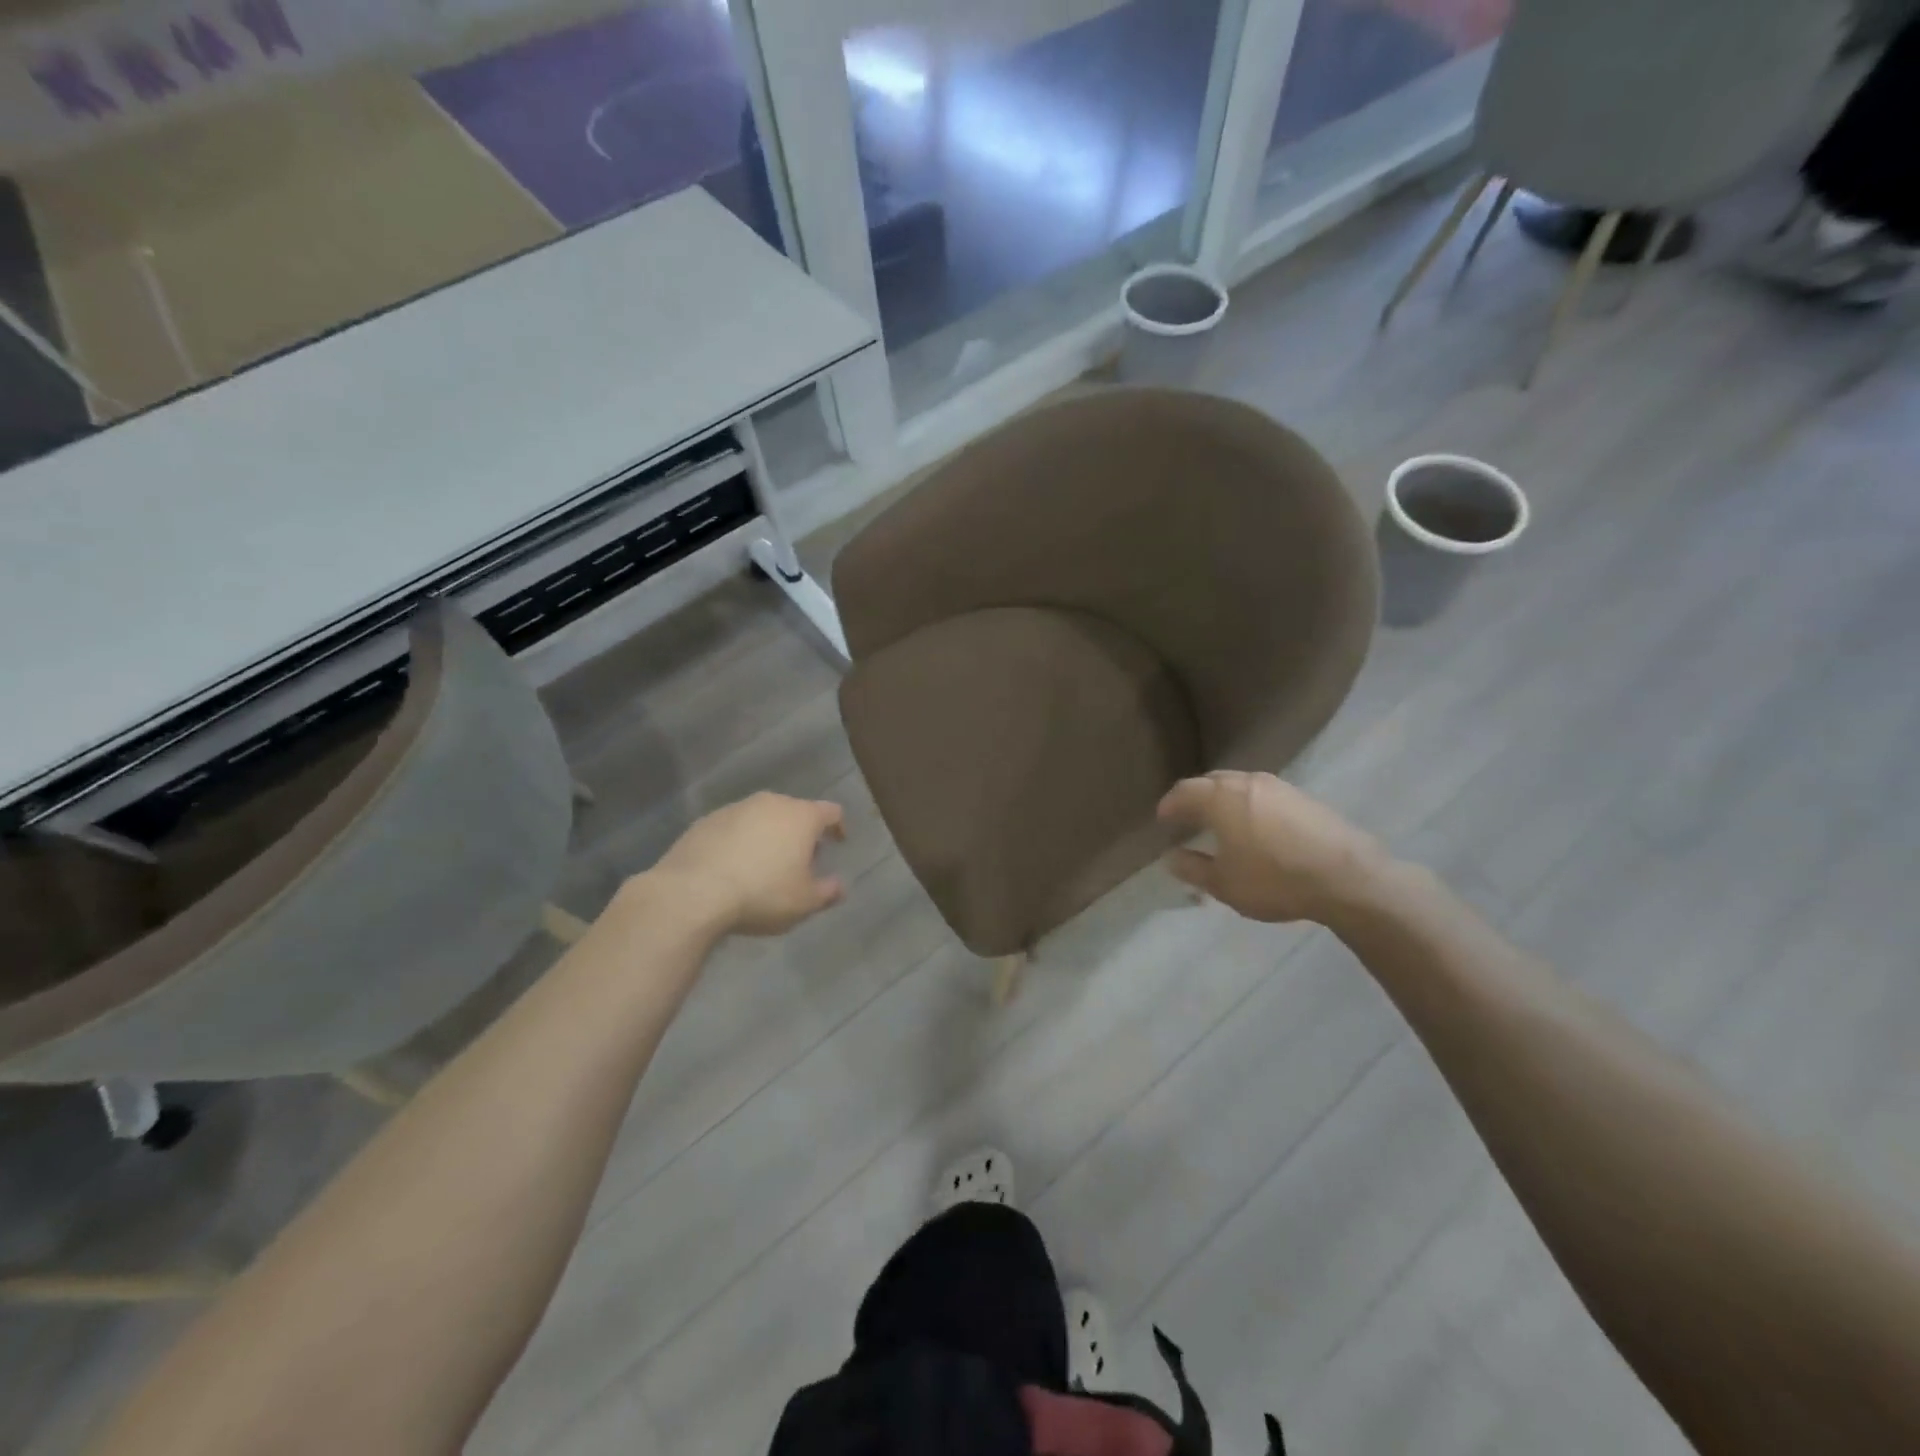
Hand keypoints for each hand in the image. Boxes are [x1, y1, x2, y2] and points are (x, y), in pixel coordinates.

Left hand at [648, 793, 846, 935]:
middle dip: (801, 833)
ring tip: (764, 865)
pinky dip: (740, 842)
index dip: (838, 827)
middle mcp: (770, 803)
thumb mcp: (804, 902)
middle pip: (795, 812)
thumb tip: (839, 886)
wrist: (692, 893)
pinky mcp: (705, 821)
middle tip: (800, 860)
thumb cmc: (761, 894)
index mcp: (801, 817)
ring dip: (768, 835)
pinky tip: (732, 867)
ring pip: (762, 818)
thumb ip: (828, 891)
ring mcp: (735, 809)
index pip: (831, 812)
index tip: (838, 843)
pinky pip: (733, 828)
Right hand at [1157, 771, 1392, 925]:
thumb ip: (1192, 868)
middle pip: (1211, 782)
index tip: (1162, 820)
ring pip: (1240, 785)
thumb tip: (1171, 857)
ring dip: (1224, 800)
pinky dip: (1249, 805)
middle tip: (1187, 818)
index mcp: (1221, 798)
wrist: (1348, 878)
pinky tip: (1255, 828)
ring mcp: (1279, 786)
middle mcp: (1247, 782)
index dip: (1169, 805)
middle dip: (1195, 798)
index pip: (1184, 792)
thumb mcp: (1224, 884)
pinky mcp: (1303, 798)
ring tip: (1220, 823)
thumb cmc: (1275, 880)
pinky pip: (1263, 794)